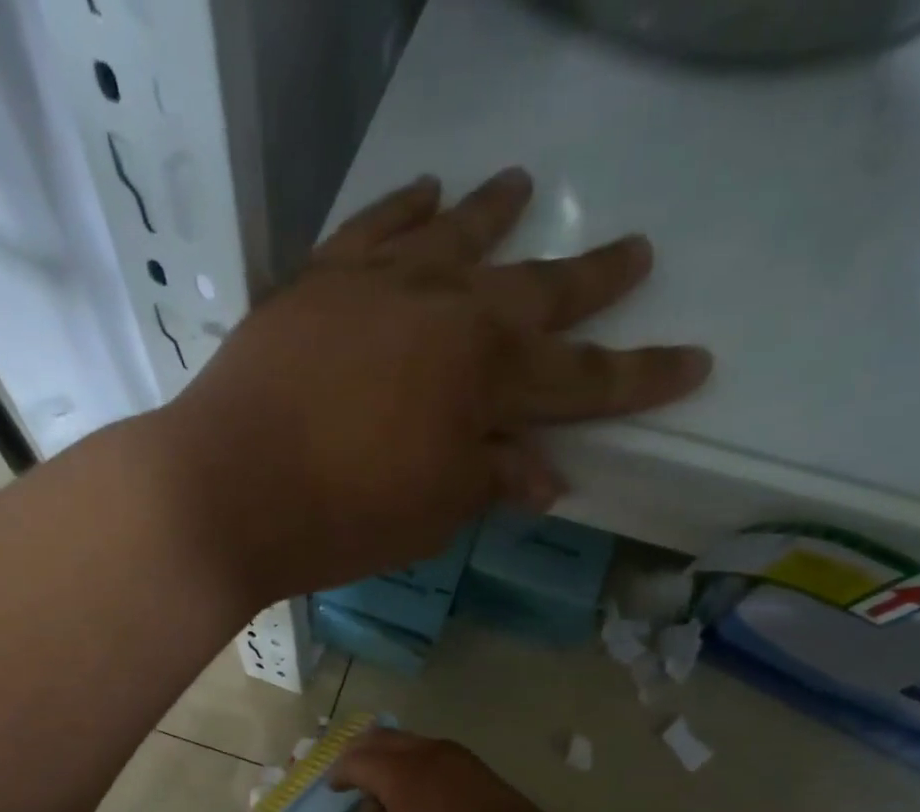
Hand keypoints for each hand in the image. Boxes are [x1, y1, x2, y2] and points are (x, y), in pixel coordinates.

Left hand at [159, 168, 711, 602]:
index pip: (583, 382)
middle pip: (534, 290)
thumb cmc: (340, 518)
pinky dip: (404, 207)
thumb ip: (491, 480)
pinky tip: (426, 191)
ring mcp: (377, 286)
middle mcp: (445, 311)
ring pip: (454, 235)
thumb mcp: (432, 513)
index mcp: (485, 378)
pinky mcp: (318, 281)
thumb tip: (544, 475)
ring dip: (495, 213)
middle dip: (591, 279)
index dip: (640, 377)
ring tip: (525, 185)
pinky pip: (373, 228)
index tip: (694, 360)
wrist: (225, 488)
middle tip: (636, 251)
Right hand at [333, 729, 570, 811]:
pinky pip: (438, 757)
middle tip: (350, 767)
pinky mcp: (485, 774)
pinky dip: (418, 764)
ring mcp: (462, 760)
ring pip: (416, 743)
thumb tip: (381, 809)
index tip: (333, 788)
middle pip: (386, 738)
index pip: (356, 760)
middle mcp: (429, 754)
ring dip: (394, 754)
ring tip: (383, 775)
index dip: (339, 773)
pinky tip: (420, 787)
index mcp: (399, 772)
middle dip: (362, 750)